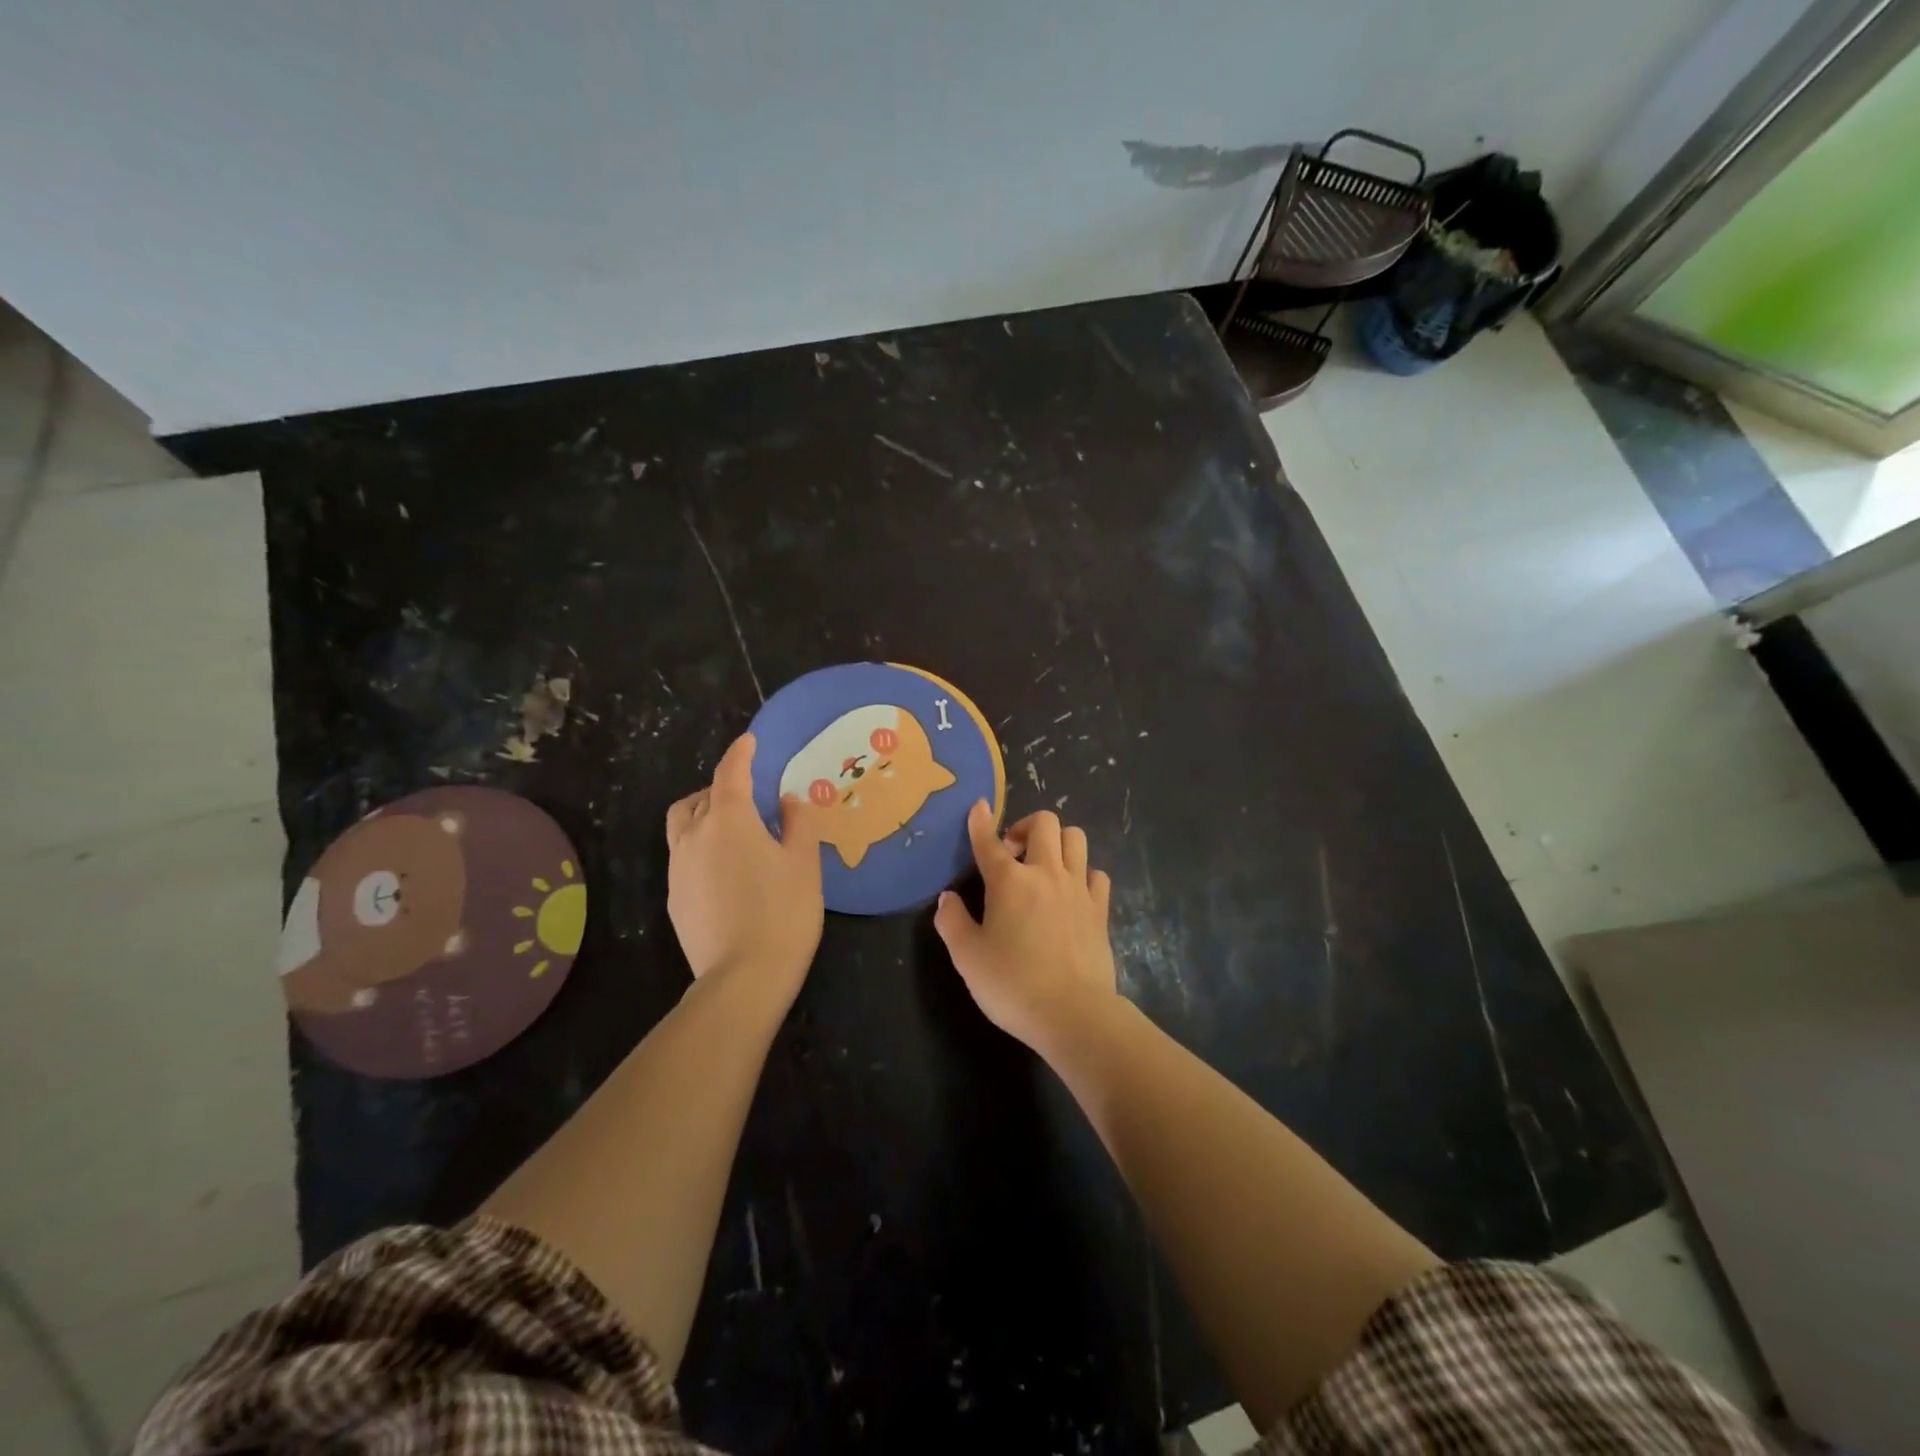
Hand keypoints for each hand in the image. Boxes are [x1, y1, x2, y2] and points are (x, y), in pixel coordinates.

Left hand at [665, 734, 823, 1004]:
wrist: (743, 978)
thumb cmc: (784, 912)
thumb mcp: (804, 864)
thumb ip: (797, 824)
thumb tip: (788, 800)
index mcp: (730, 819)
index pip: (731, 773)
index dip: (741, 753)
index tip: (749, 742)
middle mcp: (695, 835)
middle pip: (702, 796)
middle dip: (723, 786)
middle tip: (750, 795)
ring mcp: (678, 867)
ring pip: (683, 824)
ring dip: (703, 813)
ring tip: (730, 827)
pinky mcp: (674, 896)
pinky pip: (683, 855)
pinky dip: (700, 845)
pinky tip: (724, 869)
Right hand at [933, 801, 1117, 1049]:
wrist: (1073, 1014)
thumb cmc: (1012, 985)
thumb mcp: (967, 957)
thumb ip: (951, 921)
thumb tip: (947, 898)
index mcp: (1008, 882)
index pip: (989, 842)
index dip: (981, 822)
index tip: (979, 806)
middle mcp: (1045, 873)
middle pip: (1044, 823)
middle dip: (1025, 826)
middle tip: (1013, 853)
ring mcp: (1078, 888)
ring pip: (1075, 838)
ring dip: (1058, 842)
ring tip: (1044, 865)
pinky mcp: (1100, 909)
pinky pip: (1096, 874)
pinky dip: (1083, 874)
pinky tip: (1072, 893)